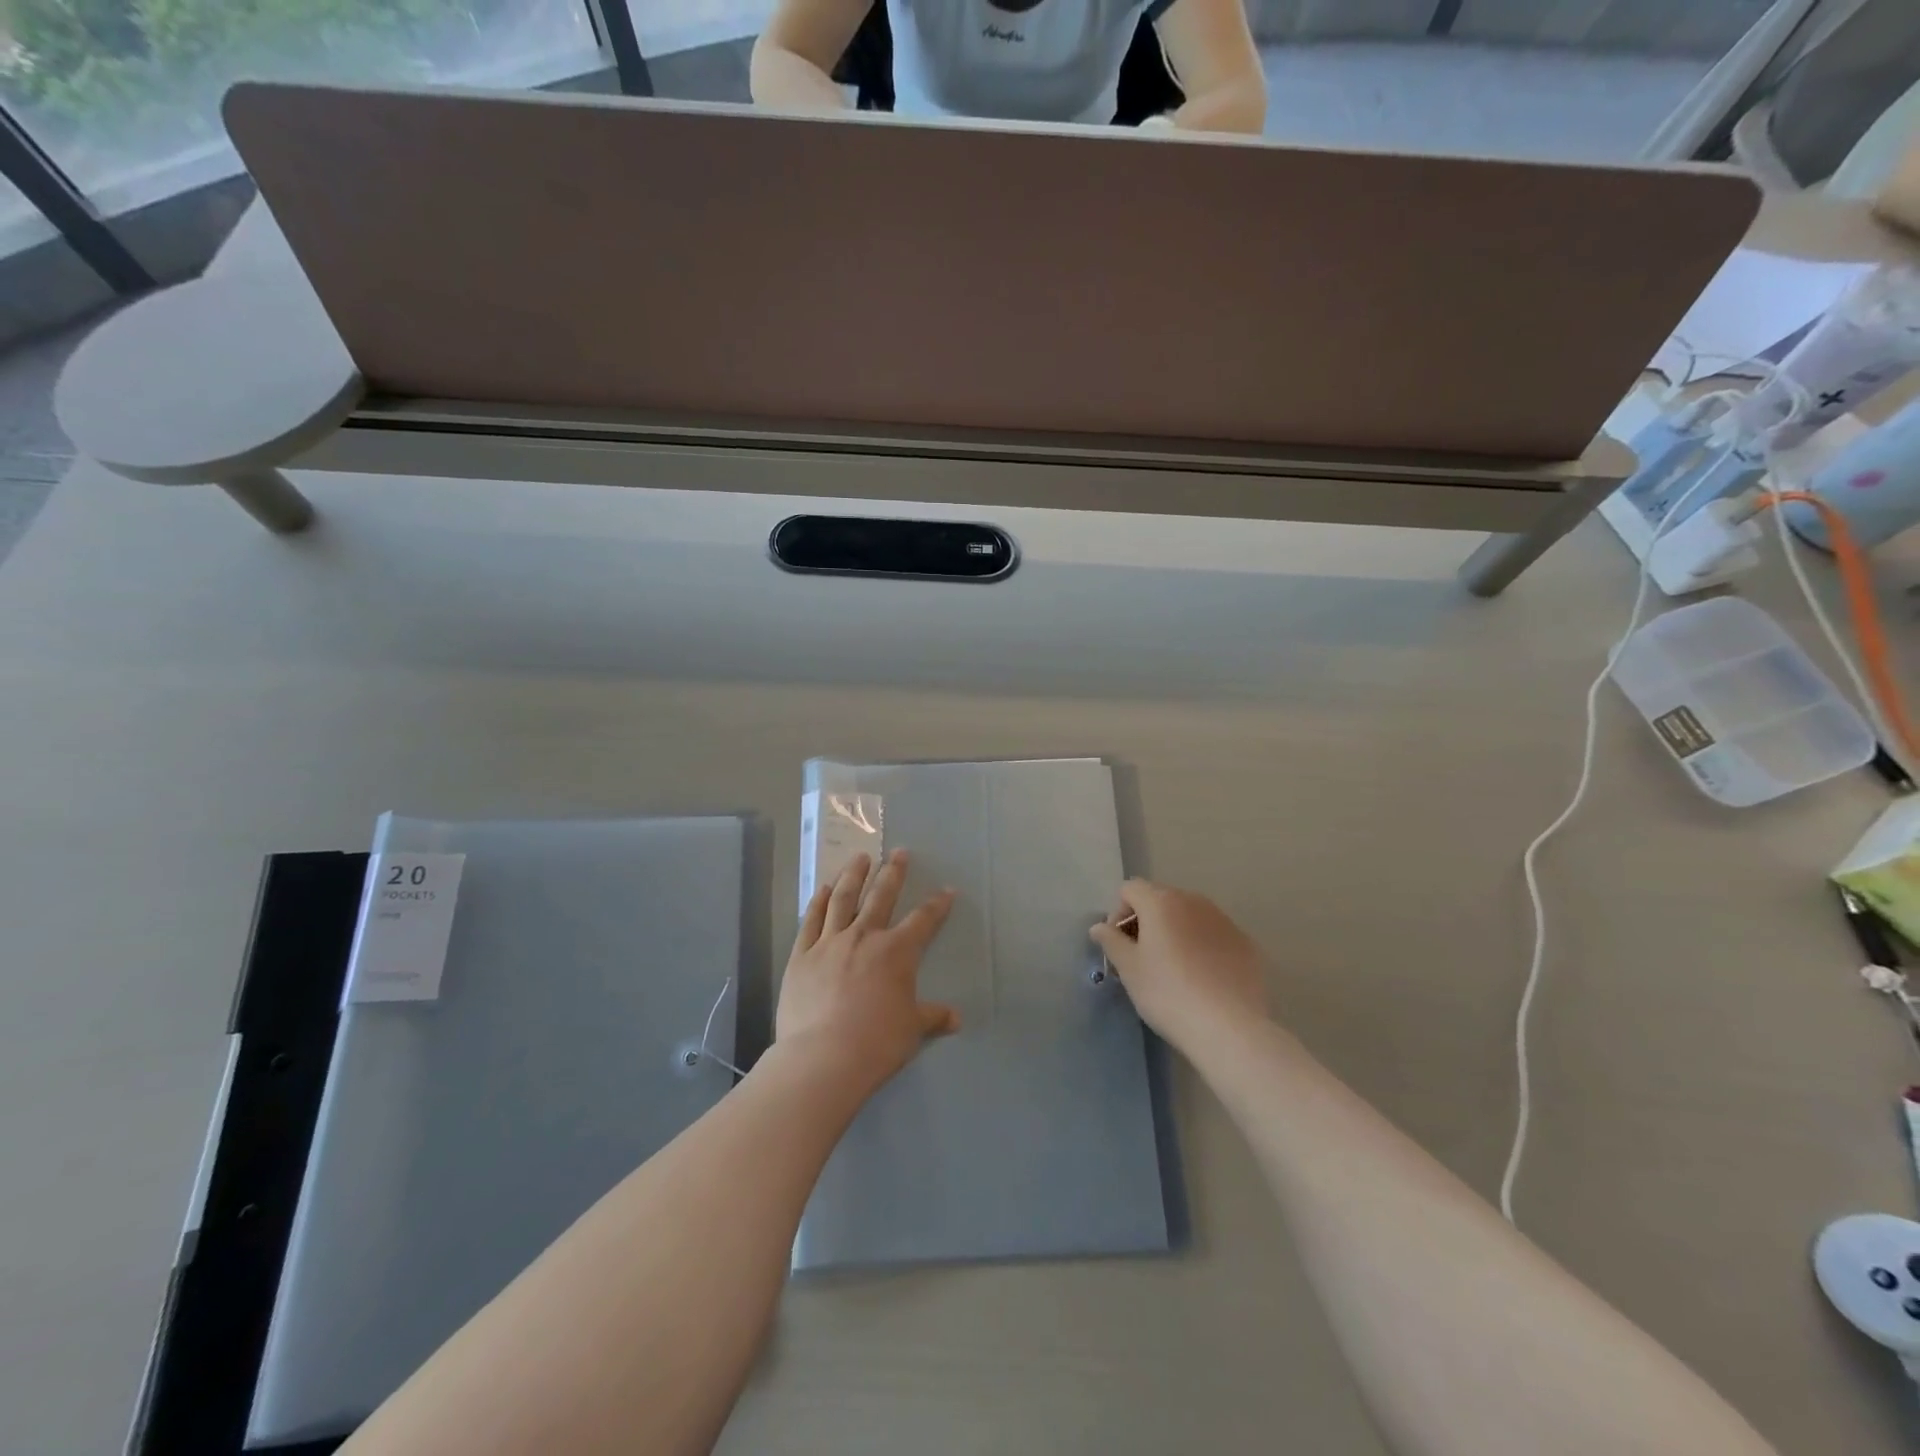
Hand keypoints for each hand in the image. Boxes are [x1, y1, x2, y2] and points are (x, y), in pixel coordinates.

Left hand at [776, 849, 958, 1095]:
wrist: (823, 1057)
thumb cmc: (876, 1042)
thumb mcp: (912, 1030)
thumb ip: (933, 1017)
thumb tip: (956, 1018)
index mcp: (897, 952)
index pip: (923, 920)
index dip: (937, 905)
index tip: (946, 890)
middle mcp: (864, 937)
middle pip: (881, 896)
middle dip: (893, 872)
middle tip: (899, 852)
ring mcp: (829, 942)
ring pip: (844, 899)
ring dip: (854, 875)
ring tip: (860, 857)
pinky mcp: (802, 955)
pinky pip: (811, 920)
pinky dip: (819, 901)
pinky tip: (824, 888)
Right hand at [1089, 879, 1265, 1050]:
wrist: (1230, 1028)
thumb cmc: (1168, 993)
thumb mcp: (1129, 969)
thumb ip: (1111, 941)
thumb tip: (1099, 927)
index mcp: (1161, 902)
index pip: (1129, 889)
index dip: (1117, 913)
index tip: (1118, 946)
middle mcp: (1194, 901)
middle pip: (1160, 899)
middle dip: (1146, 922)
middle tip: (1141, 959)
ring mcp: (1224, 921)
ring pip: (1189, 917)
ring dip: (1175, 933)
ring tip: (1173, 969)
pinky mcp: (1246, 944)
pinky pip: (1214, 935)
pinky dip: (1202, 947)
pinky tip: (1202, 979)